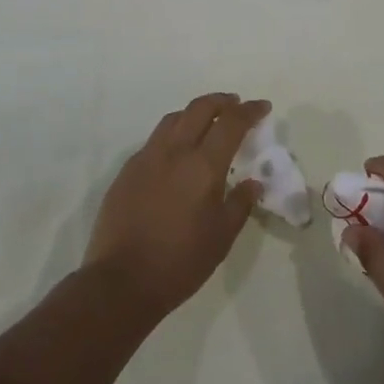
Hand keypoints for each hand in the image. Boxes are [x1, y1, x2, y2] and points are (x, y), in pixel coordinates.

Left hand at [83, 93, 266, 323]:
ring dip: (195, 113)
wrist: (121, 282)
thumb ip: (240, 203)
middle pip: (200, 108)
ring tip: (207, 123)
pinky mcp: (127, 171)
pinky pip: (154, 140)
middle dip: (222, 101)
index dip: (250, 110)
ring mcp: (146, 158)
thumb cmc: (180, 262)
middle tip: (236, 105)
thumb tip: (253, 182)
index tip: (262, 107)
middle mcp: (174, 151)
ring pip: (173, 119)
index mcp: (203, 165)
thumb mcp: (222, 237)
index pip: (232, 123)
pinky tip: (176, 154)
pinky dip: (172, 134)